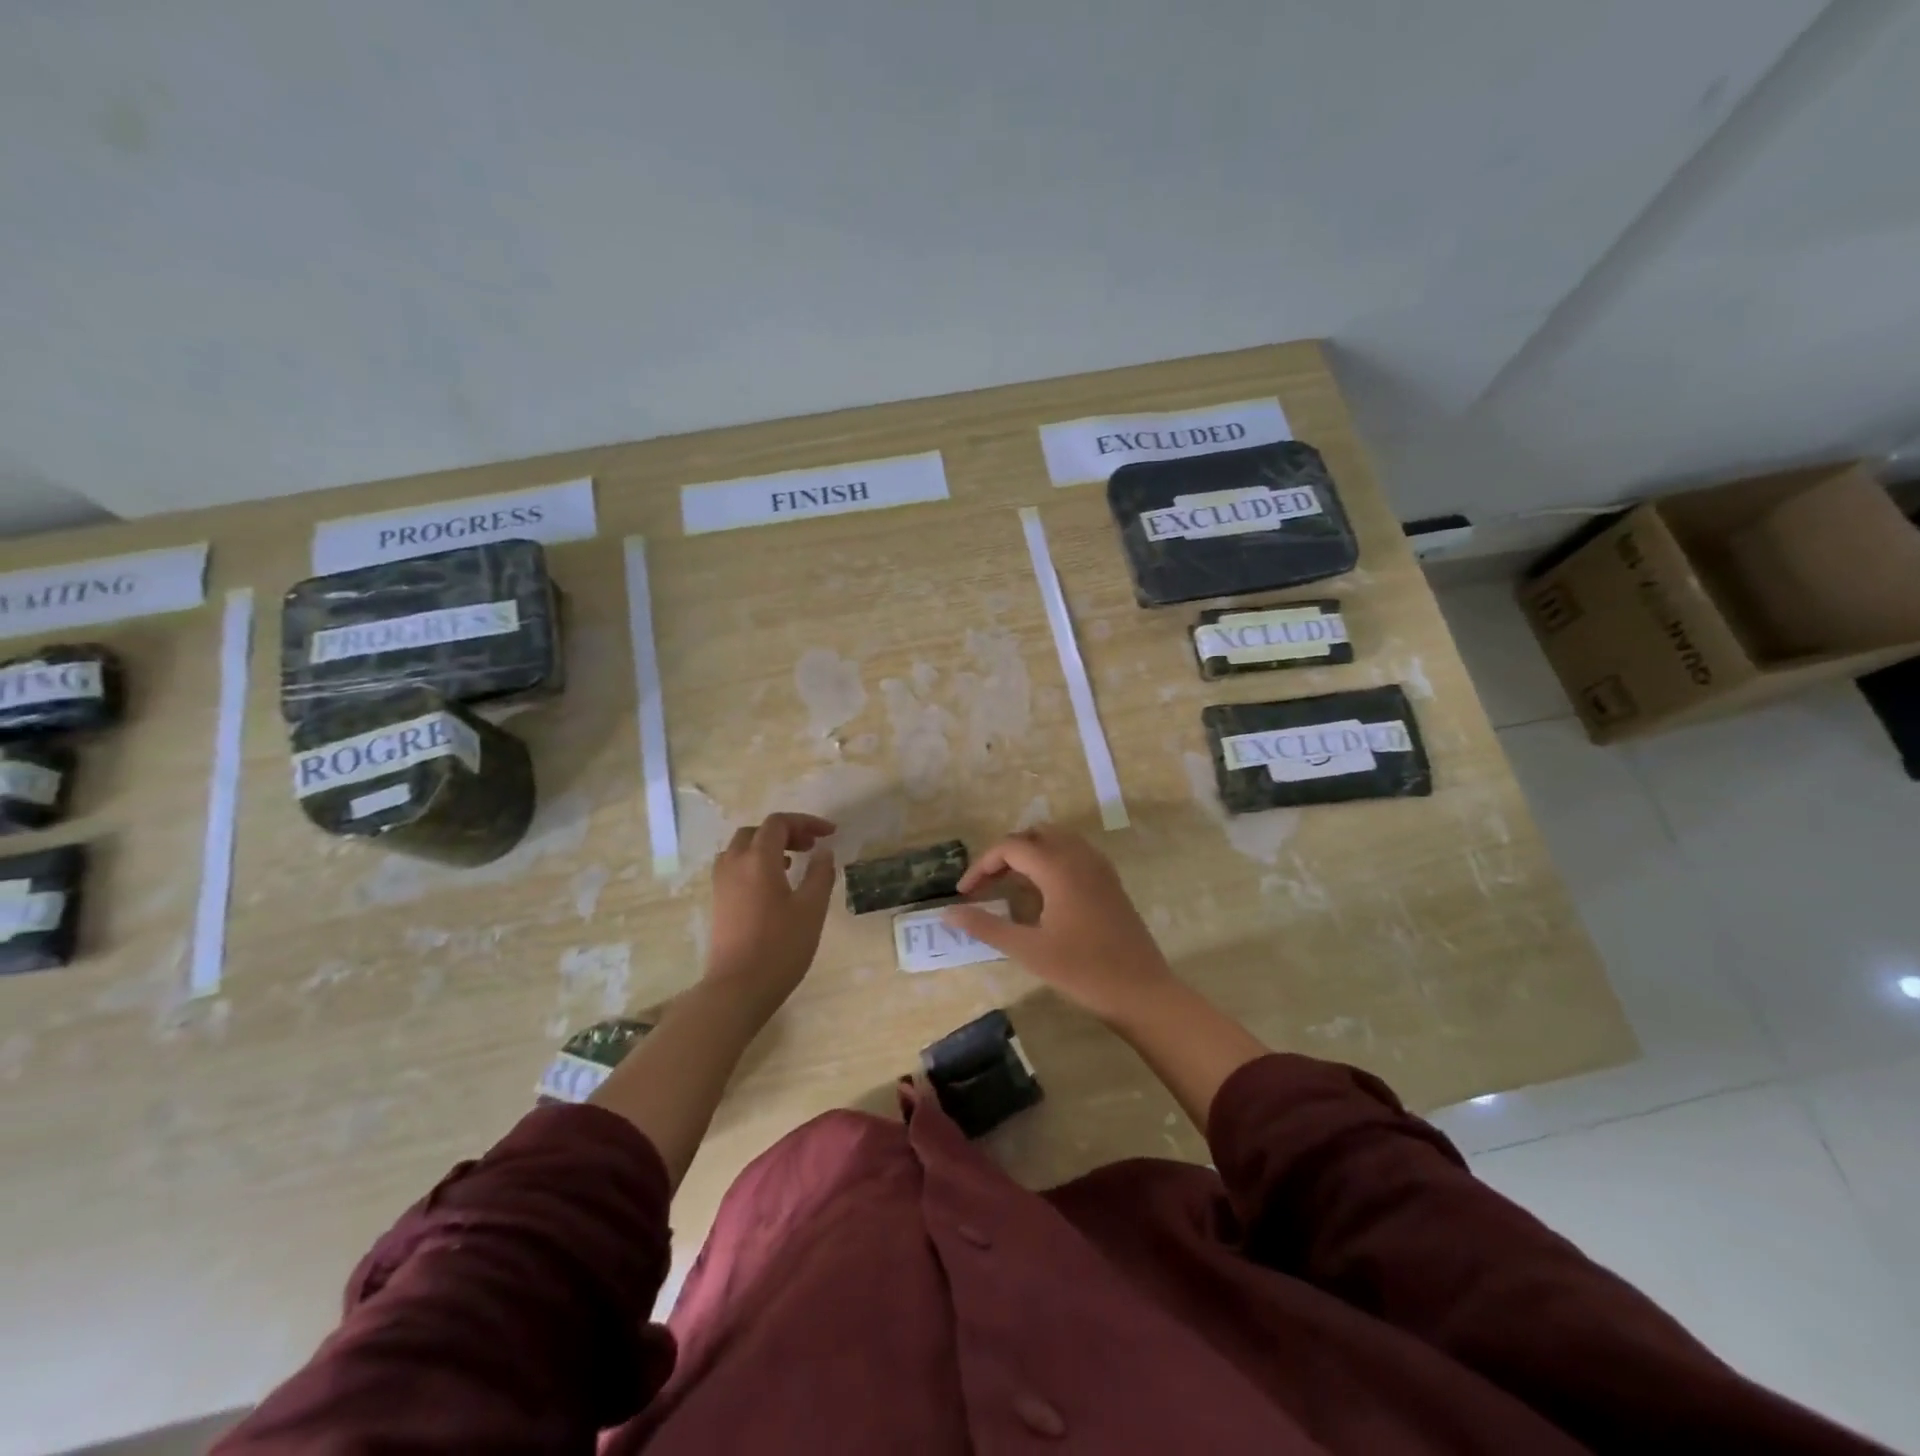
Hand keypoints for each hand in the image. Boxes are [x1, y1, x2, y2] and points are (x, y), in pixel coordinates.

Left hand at [704, 812, 837, 1015]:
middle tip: (810, 846)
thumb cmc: (780, 946)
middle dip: (786, 832)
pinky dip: (755, 863)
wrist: (737, 988)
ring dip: (767, 847)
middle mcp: (734, 864)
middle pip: (757, 832)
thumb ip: (820, 874)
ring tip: (792, 863)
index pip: (778, 823)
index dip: (805, 822)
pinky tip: (773, 886)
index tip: (830, 834)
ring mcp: (721, 884)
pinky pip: (735, 867)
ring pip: (742, 849)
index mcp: (758, 859)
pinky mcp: (718, 902)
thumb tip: (823, 852)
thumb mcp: (812, 909)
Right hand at [945, 825, 1176, 1023]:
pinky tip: (1043, 894)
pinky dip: (1051, 861)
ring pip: (1056, 841)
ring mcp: (1099, 868)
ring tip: (1009, 886)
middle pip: (1034, 835)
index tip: (964, 893)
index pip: (1010, 847)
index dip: (982, 866)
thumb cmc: (1083, 971)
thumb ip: (986, 926)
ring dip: (1029, 855)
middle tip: (986, 886)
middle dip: (1005, 854)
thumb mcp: (1028, 950)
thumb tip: (948, 913)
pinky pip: (1074, 854)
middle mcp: (1080, 857)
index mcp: (1059, 868)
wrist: (1142, 992)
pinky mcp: (1110, 882)